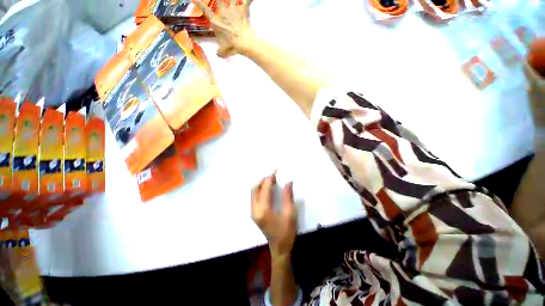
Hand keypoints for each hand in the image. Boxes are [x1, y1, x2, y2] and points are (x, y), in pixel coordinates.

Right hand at [193, 0, 253, 57]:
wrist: (243, 42)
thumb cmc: (232, 46)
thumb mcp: (223, 51)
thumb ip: (220, 52)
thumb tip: (219, 54)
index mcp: (216, 21)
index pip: (205, 10)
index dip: (199, 3)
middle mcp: (223, 12)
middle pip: (218, 0)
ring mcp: (233, 10)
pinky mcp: (243, 10)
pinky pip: (247, 2)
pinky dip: (250, 0)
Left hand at [251, 172, 297, 256]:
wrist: (279, 249)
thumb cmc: (286, 233)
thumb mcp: (290, 215)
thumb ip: (288, 197)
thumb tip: (288, 182)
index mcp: (263, 211)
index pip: (265, 189)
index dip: (270, 179)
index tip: (275, 171)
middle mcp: (255, 210)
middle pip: (255, 189)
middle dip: (263, 180)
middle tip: (273, 175)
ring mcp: (253, 212)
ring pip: (253, 192)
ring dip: (261, 184)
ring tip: (271, 180)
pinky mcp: (254, 213)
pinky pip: (254, 197)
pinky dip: (260, 190)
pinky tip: (268, 188)